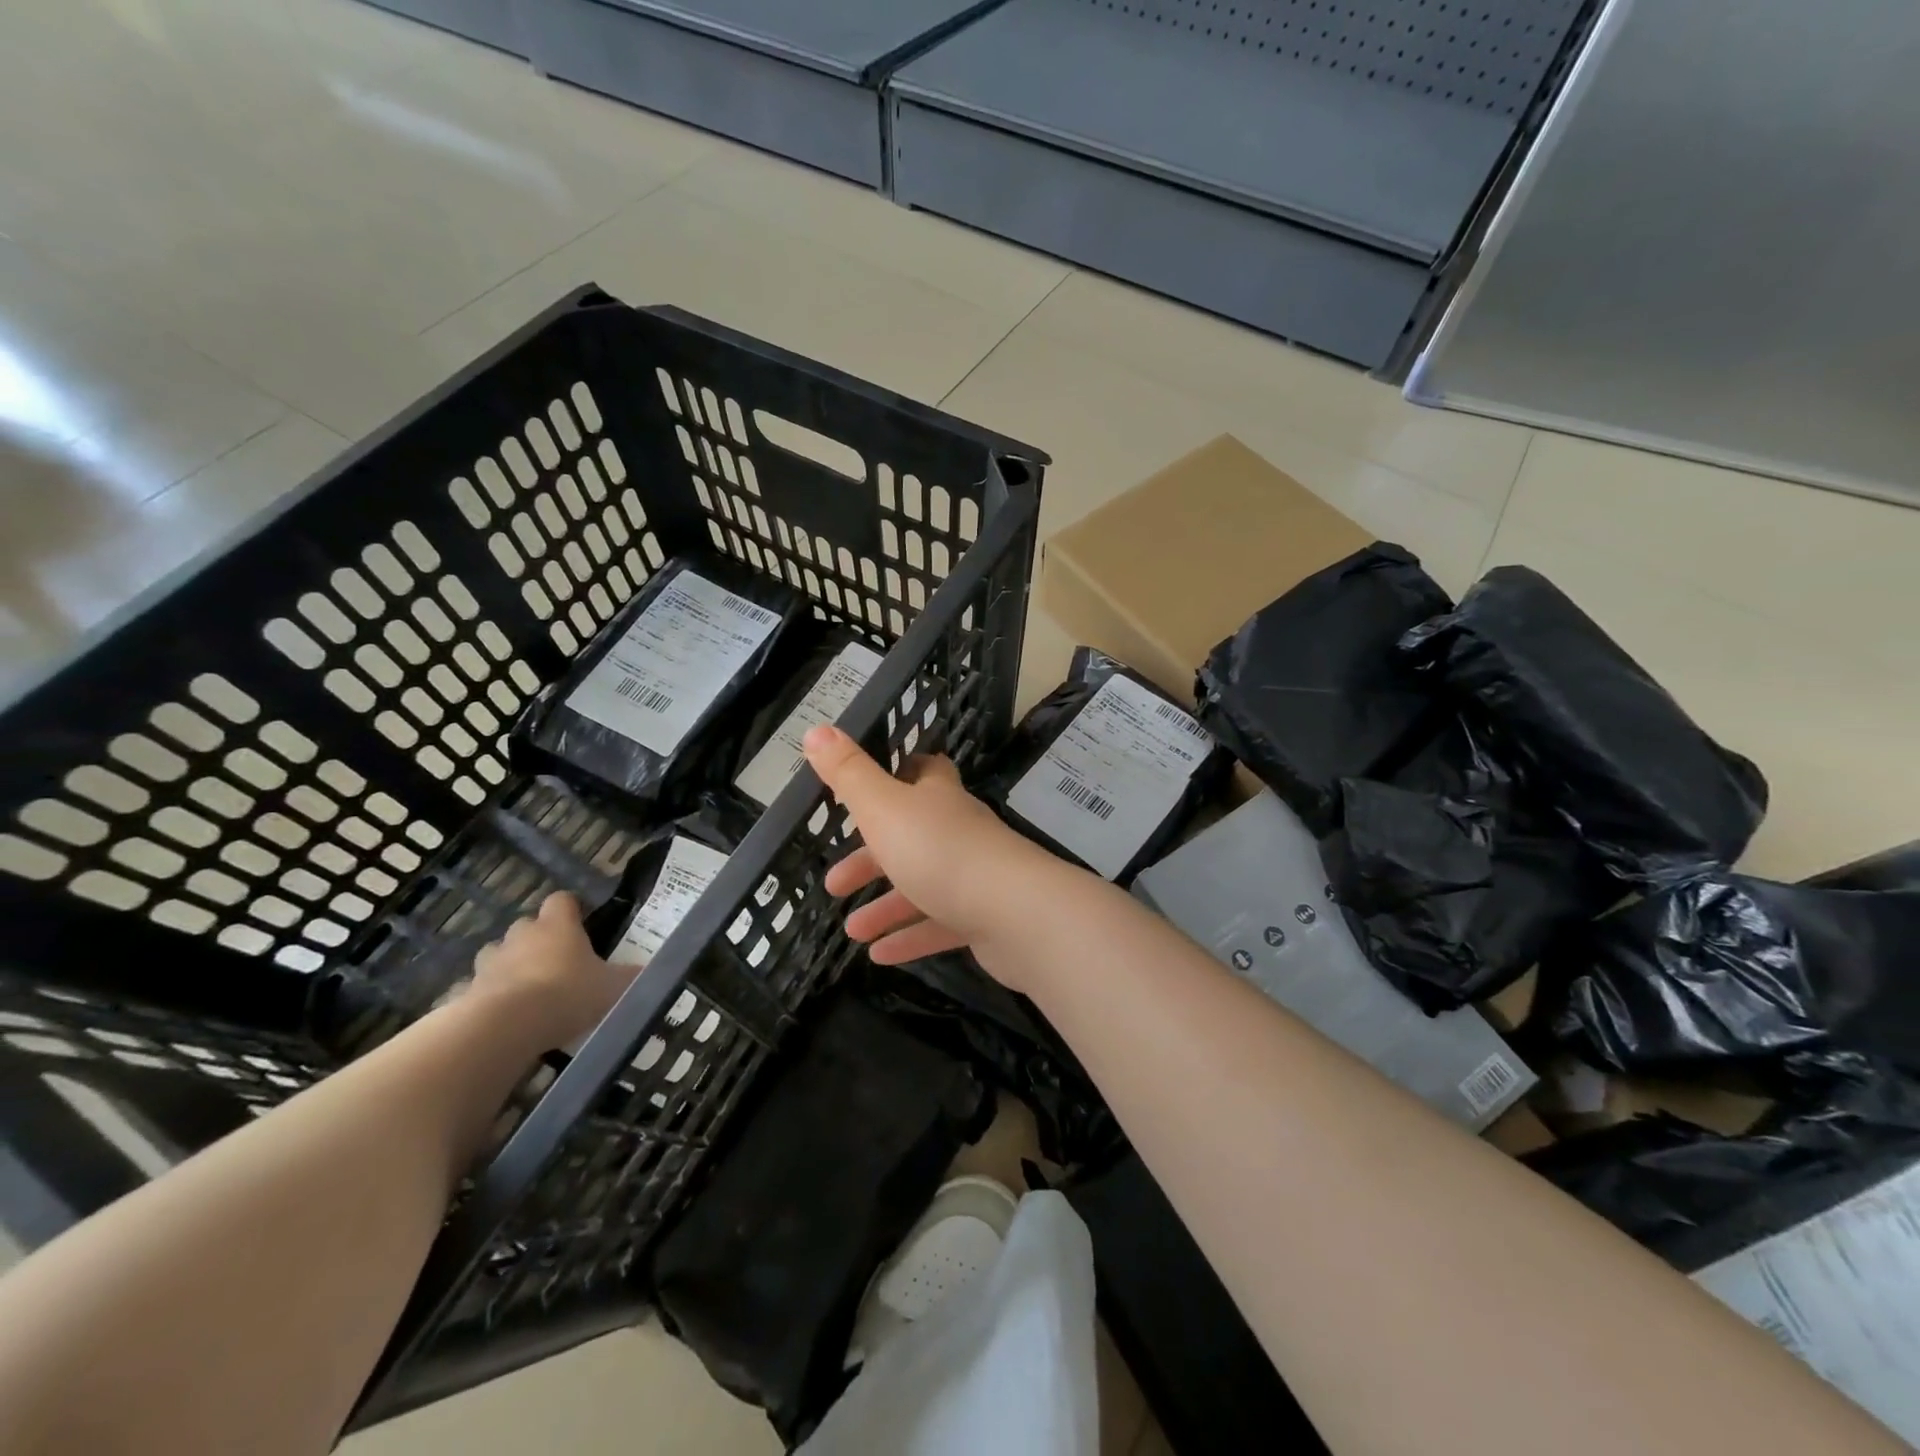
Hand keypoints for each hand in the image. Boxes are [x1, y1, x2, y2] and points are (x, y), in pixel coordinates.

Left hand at [471, 892, 637, 1049]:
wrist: (505, 1027)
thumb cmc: (568, 994)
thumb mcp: (615, 987)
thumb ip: (632, 977)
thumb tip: (650, 972)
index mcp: (558, 926)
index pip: (562, 900)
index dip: (571, 908)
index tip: (581, 922)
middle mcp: (521, 936)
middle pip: (527, 925)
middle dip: (538, 939)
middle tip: (557, 962)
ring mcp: (489, 963)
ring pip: (497, 954)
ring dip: (509, 965)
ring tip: (526, 989)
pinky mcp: (465, 992)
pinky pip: (478, 988)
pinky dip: (488, 997)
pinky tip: (501, 1017)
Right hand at [802, 724, 1064, 981]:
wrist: (1014, 913)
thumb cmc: (940, 851)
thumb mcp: (883, 807)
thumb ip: (849, 773)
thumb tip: (816, 730)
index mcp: (938, 799)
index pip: (925, 773)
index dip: (900, 774)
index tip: (869, 789)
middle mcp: (959, 832)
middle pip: (912, 838)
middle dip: (871, 859)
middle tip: (834, 883)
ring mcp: (976, 876)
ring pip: (924, 886)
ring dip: (886, 907)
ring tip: (852, 930)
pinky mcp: (985, 919)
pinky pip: (940, 926)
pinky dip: (910, 938)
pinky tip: (880, 955)